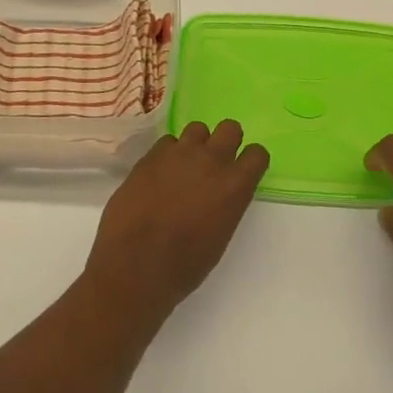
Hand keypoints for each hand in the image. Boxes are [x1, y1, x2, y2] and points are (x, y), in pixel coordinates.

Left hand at [84, 121, 269, 324]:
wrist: (135, 264)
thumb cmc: (184, 265)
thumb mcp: (219, 236)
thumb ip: (225, 204)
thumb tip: (217, 195)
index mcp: (234, 185)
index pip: (257, 154)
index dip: (250, 162)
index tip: (242, 172)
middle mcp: (211, 160)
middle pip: (230, 128)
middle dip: (226, 141)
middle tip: (214, 163)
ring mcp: (178, 153)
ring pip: (197, 128)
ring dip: (195, 144)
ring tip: (184, 167)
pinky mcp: (150, 155)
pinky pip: (167, 142)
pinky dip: (167, 154)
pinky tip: (159, 174)